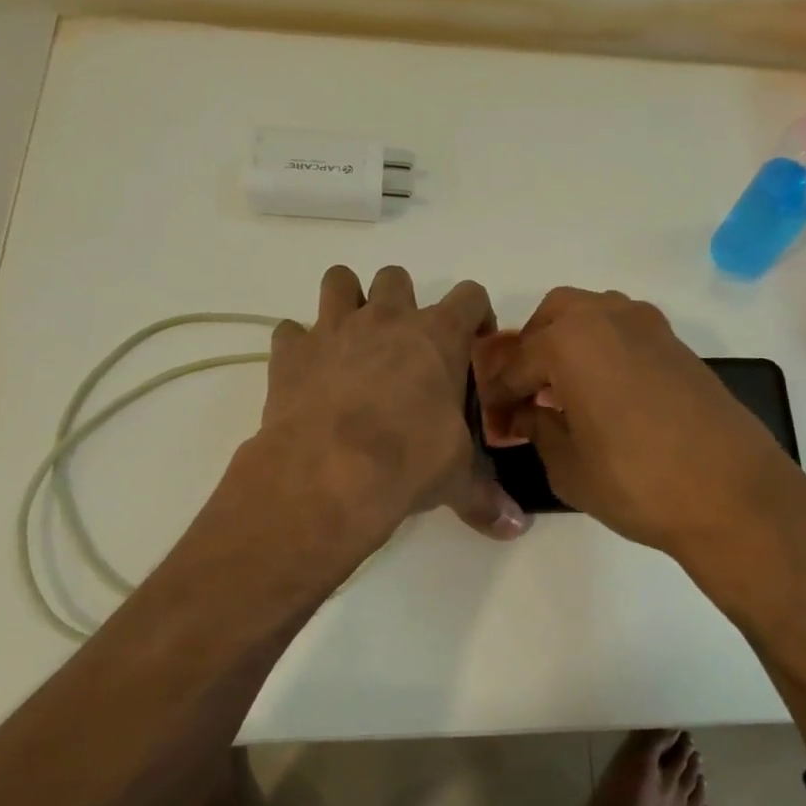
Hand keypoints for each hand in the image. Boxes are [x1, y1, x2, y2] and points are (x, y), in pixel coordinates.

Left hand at [259, 265, 530, 542]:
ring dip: (347, 301)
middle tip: (405, 345)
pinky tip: (306, 372)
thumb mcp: (455, 479)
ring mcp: (334, 329)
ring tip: (351, 338)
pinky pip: (289, 331)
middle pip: (396, 278)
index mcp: (437, 337)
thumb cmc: (409, 462)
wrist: (331, 472)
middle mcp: (386, 319)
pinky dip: (298, 346)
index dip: (477, 313)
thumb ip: (485, 496)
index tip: (476, 340)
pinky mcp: (290, 352)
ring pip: (339, 281)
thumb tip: (516, 527)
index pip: (470, 296)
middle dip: (402, 302)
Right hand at [473, 288, 805, 556]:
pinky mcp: (679, 346)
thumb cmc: (636, 482)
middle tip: (527, 393)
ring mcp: (650, 327)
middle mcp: (609, 317)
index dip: (498, 395)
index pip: (516, 363)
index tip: (493, 420)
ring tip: (564, 391)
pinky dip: (603, 350)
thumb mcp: (567, 465)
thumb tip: (525, 414)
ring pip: (593, 316)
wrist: (733, 495)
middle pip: (553, 316)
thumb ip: (537, 429)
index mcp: (570, 340)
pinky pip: (624, 333)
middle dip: (532, 349)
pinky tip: (604, 394)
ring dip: (569, 343)